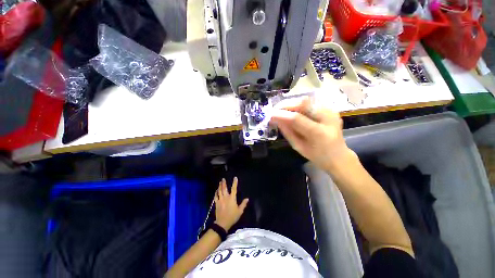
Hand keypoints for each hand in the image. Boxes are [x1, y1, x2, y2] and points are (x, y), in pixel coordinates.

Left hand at [214, 177, 248, 231]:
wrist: (222, 223)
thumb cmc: (232, 217)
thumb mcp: (240, 211)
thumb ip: (243, 204)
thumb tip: (247, 199)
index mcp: (232, 198)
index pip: (234, 188)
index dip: (235, 183)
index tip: (235, 178)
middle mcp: (226, 197)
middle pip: (224, 188)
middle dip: (224, 183)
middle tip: (223, 179)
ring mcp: (220, 200)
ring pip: (219, 191)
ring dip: (219, 186)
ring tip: (220, 182)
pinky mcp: (216, 203)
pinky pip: (216, 196)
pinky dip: (216, 192)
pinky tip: (216, 190)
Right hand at [271, 98, 355, 171]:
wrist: (338, 156)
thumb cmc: (317, 156)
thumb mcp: (298, 146)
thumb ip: (287, 132)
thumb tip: (275, 119)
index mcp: (319, 133)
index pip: (296, 118)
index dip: (281, 114)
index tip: (270, 115)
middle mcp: (328, 118)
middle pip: (303, 103)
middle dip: (285, 105)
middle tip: (274, 110)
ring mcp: (331, 111)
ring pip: (306, 99)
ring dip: (291, 103)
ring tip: (281, 109)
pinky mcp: (330, 109)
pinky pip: (310, 102)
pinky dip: (298, 105)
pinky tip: (291, 110)